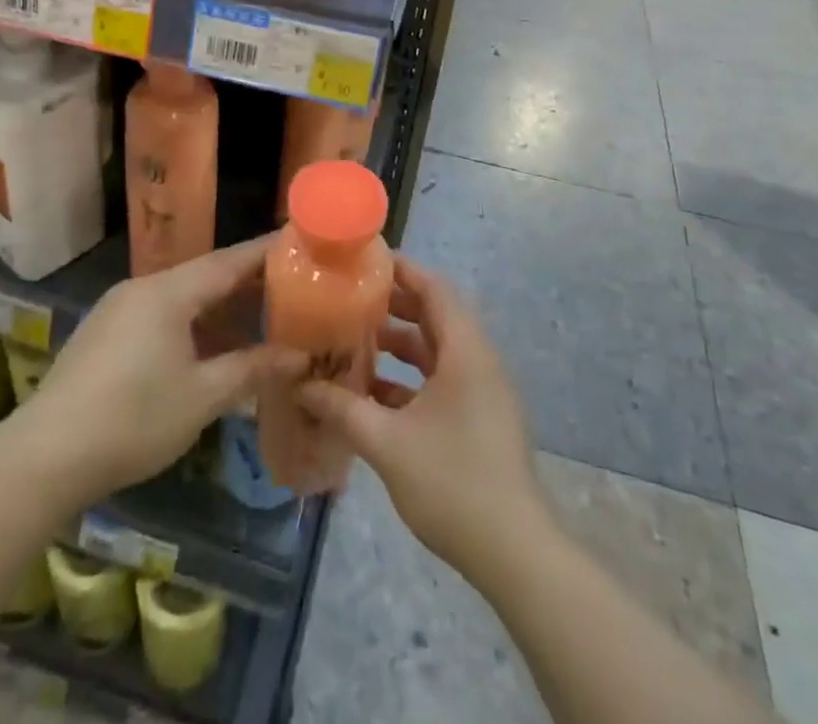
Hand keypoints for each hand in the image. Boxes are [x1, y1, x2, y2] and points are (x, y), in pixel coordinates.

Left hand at [8, 238, 304, 507]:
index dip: (264, 252)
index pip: (227, 261)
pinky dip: (190, 322)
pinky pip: (158, 315)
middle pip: (203, 276)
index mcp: (168, 293)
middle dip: (245, 282)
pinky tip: (206, 348)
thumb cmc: (134, 420)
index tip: (296, 239)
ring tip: (255, 318)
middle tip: (287, 284)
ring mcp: (117, 310)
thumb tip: (298, 356)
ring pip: (180, 297)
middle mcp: (142, 289)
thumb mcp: (202, 397)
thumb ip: (252, 369)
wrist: (45, 457)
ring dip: (217, 307)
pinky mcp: (103, 335)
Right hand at [298, 257, 544, 581]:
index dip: (401, 270)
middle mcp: (477, 361)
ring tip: (353, 342)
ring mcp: (481, 392)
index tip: (363, 262)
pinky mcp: (479, 419)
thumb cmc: (453, 482)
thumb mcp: (387, 443)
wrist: (516, 554)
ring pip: (436, 351)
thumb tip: (301, 387)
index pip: (434, 288)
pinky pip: (441, 381)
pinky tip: (372, 395)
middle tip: (349, 300)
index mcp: (465, 351)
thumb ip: (343, 409)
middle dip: (392, 306)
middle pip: (434, 316)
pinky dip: (410, 379)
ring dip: (398, 346)